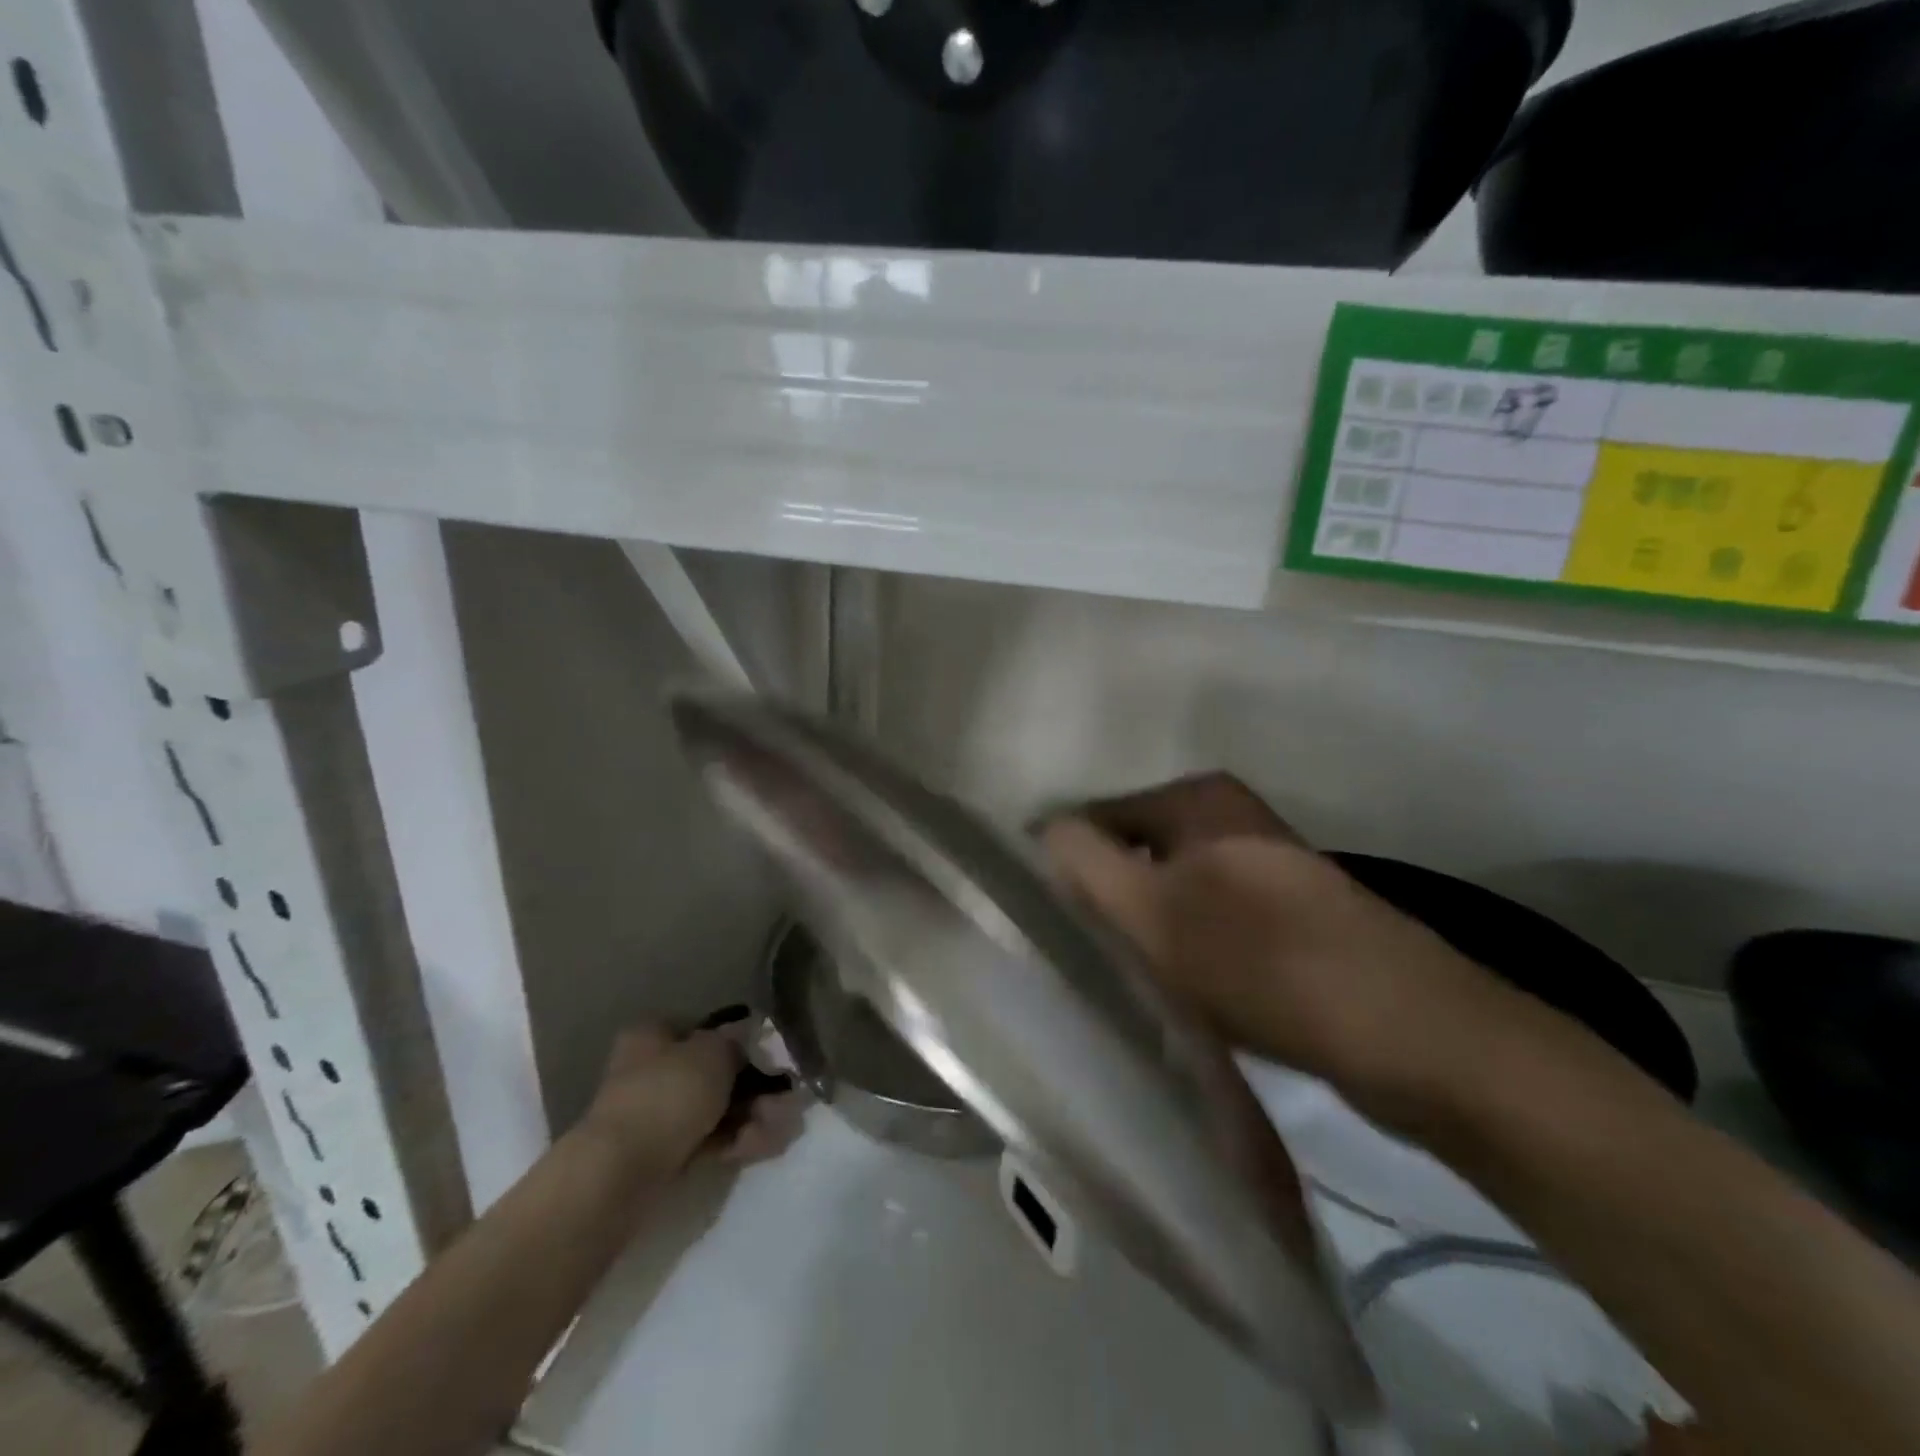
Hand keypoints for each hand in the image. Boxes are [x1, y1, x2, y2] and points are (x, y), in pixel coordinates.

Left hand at [578, 1022, 803, 1177]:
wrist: (621, 1173)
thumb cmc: (668, 1094)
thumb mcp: (715, 1052)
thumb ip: (738, 1042)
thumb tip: (749, 1037)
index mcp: (654, 1036)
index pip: (703, 1029)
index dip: (738, 1040)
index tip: (769, 1056)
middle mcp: (652, 1070)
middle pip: (715, 1073)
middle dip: (755, 1088)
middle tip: (785, 1099)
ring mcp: (656, 1115)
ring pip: (716, 1109)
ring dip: (752, 1116)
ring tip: (779, 1127)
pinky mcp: (663, 1155)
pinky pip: (709, 1141)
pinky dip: (736, 1142)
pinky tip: (762, 1146)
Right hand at [1041, 773, 1521, 1135]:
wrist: (1411, 1035)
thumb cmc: (1264, 961)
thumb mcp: (1152, 910)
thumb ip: (1083, 862)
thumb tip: (1040, 829)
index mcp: (1199, 799)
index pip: (1096, 818)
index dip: (1067, 867)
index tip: (1050, 924)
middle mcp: (1233, 819)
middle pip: (1137, 855)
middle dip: (1108, 902)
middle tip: (1087, 957)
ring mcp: (1267, 868)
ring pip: (1174, 892)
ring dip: (1148, 931)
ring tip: (1129, 979)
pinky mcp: (1291, 917)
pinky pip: (1213, 923)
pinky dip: (1189, 951)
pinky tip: (1183, 992)